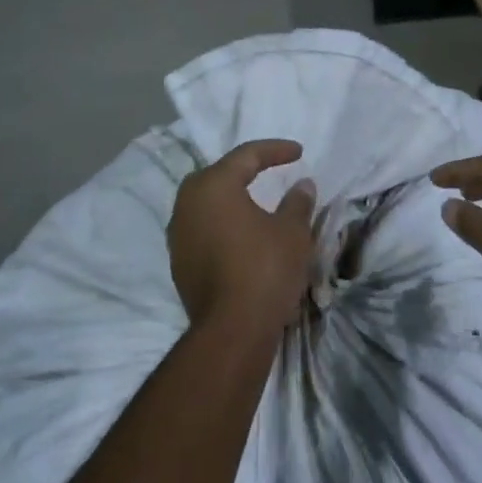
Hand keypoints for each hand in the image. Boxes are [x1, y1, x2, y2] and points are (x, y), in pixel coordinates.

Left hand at [170, 140, 316, 337]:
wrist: (231, 331)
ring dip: (231, 198)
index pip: (246, 156)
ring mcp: (179, 235)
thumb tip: (303, 185)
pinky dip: (223, 223)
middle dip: (245, 170)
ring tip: (257, 202)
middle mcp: (188, 204)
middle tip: (270, 170)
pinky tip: (242, 233)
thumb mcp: (292, 232)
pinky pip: (203, 228)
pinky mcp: (179, 263)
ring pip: (207, 203)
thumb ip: (297, 202)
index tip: (299, 153)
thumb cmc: (264, 269)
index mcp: (213, 186)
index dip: (275, 150)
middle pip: (218, 175)